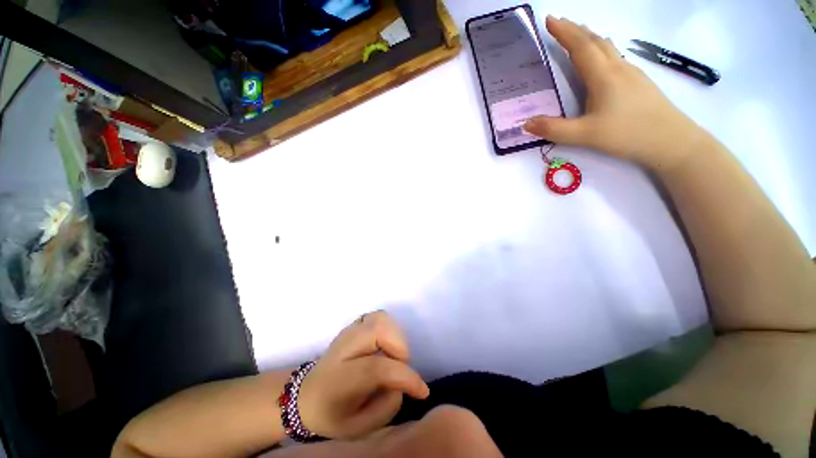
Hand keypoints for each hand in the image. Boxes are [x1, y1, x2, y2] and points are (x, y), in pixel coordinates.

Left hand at [298, 311, 429, 438]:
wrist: (307, 394)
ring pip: (380, 318)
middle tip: (401, 366)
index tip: (422, 391)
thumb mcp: (358, 428)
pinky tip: (386, 345)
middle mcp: (344, 348)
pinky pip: (378, 317)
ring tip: (394, 355)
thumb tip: (403, 383)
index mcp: (341, 379)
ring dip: (395, 334)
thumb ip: (387, 406)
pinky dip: (389, 328)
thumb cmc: (332, 414)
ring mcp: (348, 332)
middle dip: (399, 346)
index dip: (405, 377)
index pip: (377, 368)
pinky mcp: (354, 325)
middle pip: (378, 329)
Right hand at [524, 17, 709, 169]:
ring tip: (577, 34)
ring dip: (589, 37)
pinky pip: (615, 57)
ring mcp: (631, 73)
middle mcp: (618, 68)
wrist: (671, 141)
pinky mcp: (638, 82)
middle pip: (595, 41)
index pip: (581, 47)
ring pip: (607, 47)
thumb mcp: (584, 136)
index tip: (549, 19)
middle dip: (575, 30)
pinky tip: (600, 57)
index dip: (564, 32)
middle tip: (559, 23)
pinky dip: (601, 49)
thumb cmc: (627, 135)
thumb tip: (526, 124)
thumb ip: (553, 129)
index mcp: (603, 76)